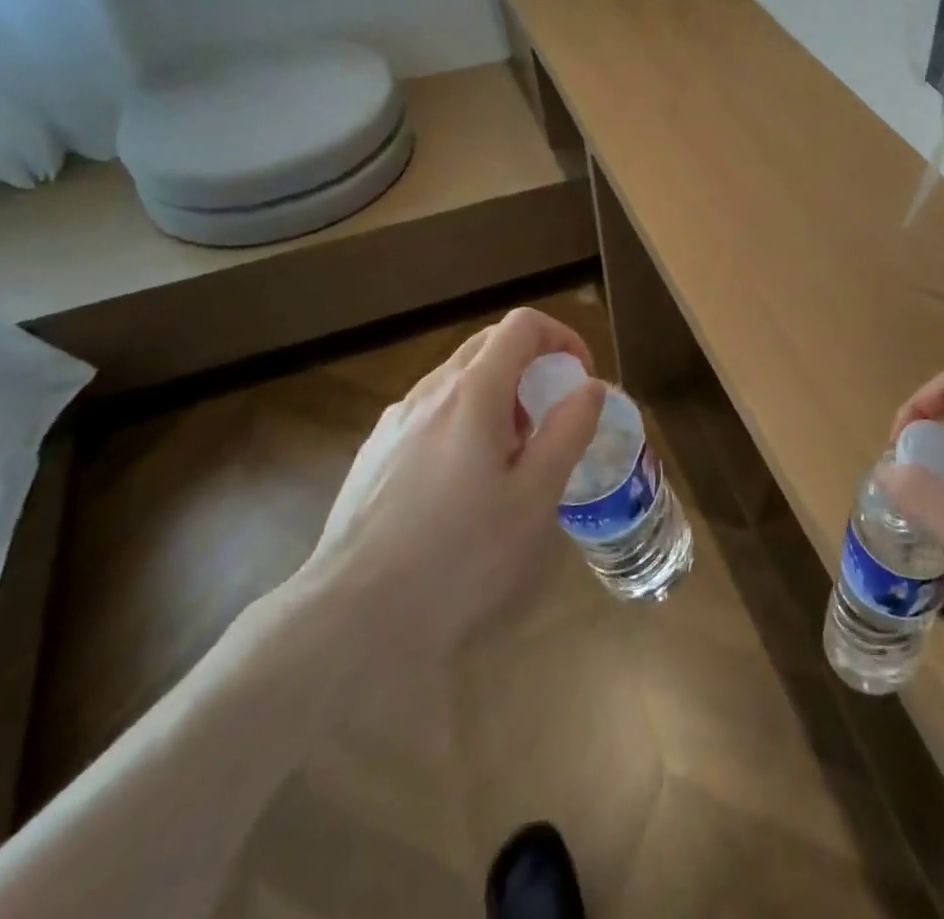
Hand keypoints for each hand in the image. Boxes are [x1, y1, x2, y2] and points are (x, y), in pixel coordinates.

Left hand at [295, 307, 606, 670]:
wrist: (353, 618)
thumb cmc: (460, 555)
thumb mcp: (535, 496)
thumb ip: (568, 430)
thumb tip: (590, 386)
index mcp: (473, 392)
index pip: (522, 325)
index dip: (561, 337)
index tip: (580, 378)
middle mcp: (430, 392)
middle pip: (488, 344)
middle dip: (531, 365)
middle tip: (550, 418)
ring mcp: (394, 421)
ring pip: (457, 379)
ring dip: (497, 396)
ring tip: (509, 459)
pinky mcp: (374, 452)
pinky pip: (430, 412)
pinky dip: (463, 420)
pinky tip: (462, 483)